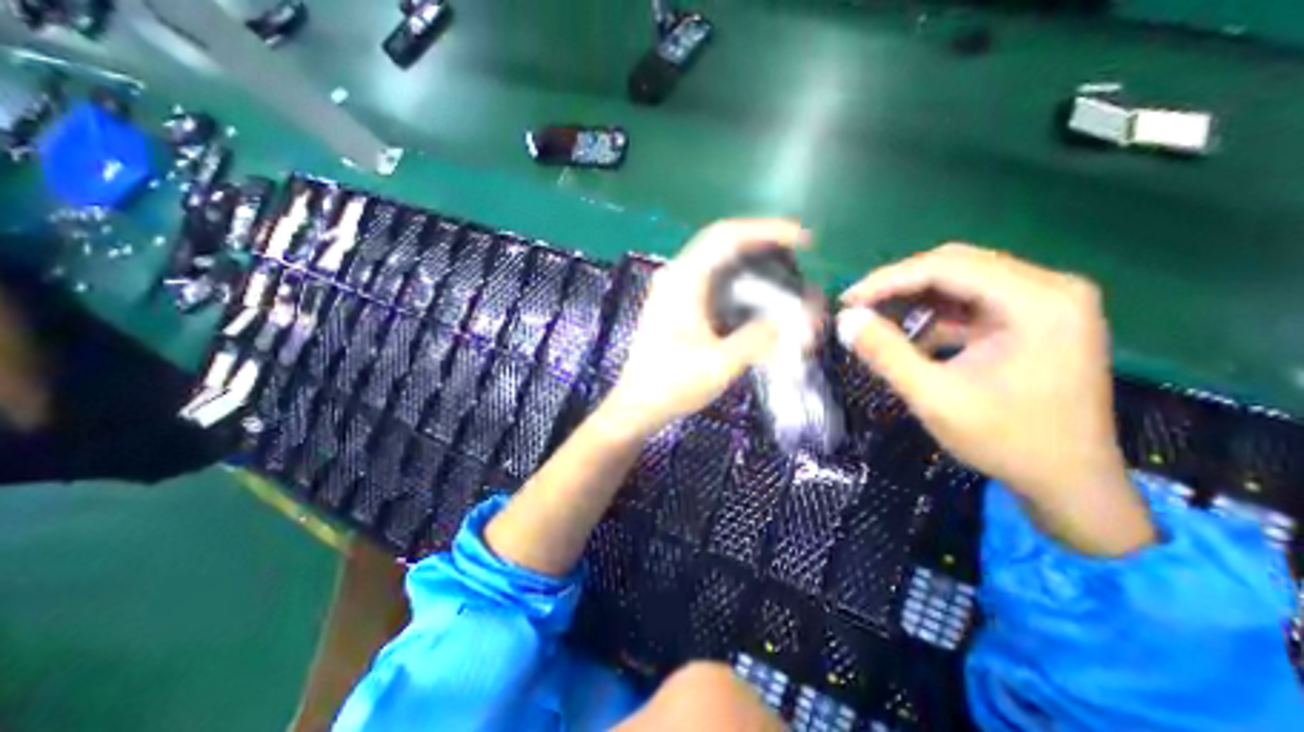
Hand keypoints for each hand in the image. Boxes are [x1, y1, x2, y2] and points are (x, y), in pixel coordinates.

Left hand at [607, 216, 810, 434]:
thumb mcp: (721, 363)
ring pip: (719, 263)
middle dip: (764, 246)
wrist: (638, 405)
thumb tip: (804, 317)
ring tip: (783, 277)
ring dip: (752, 265)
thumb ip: (762, 337)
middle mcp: (676, 276)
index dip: (768, 230)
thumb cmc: (672, 384)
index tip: (803, 240)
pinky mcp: (677, 305)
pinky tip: (757, 300)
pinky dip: (739, 284)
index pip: (727, 236)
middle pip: (724, 244)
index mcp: (683, 281)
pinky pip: (713, 282)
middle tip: (798, 259)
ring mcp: (674, 290)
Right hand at [834, 243, 1149, 555]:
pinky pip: (970, 301)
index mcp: (1038, 302)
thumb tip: (846, 320)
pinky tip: (910, 337)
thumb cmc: (1006, 441)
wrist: (1069, 482)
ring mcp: (1044, 303)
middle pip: (956, 265)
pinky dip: (933, 315)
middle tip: (857, 308)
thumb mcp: (936, 398)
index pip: (947, 267)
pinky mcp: (1032, 319)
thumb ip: (887, 354)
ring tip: (876, 321)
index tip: (847, 301)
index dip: (888, 280)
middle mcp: (1049, 289)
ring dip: (913, 299)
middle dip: (898, 285)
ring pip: (960, 280)